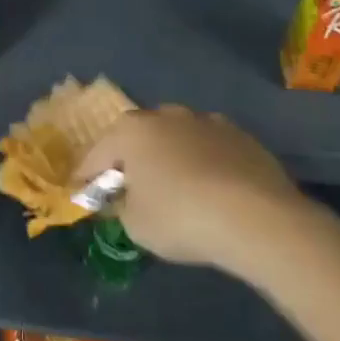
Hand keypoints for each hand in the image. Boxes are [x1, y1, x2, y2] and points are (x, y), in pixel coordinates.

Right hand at [74, 106, 313, 274]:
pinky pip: (211, 151)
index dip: (87, 176)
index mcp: (132, 130)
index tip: (82, 192)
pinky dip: (205, 165)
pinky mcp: (242, 137)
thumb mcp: (135, 224)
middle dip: (132, 160)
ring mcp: (207, 122)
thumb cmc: (180, 217)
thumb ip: (121, 207)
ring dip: (172, 158)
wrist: (256, 217)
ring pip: (178, 140)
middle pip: (139, 138)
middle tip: (131, 188)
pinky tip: (212, 191)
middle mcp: (167, 115)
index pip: (98, 154)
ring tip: (176, 189)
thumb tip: (125, 198)